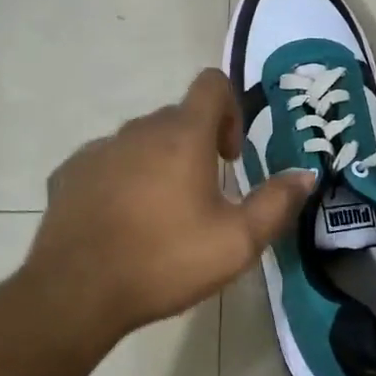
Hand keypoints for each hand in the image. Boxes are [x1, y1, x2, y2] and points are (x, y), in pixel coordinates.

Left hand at [23, 69, 316, 338]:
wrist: (77, 292)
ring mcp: (99, 149)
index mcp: (182, 135)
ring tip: (159, 215)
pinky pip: (106, 163)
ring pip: (139, 141)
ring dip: (157, 163)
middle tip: (203, 197)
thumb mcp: (236, 241)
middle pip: (177, 117)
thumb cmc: (164, 260)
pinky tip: (120, 223)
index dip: (230, 109)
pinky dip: (120, 180)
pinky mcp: (69, 173)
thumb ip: (276, 203)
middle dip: (196, 145)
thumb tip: (306, 174)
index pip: (211, 84)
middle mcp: (138, 130)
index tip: (229, 156)